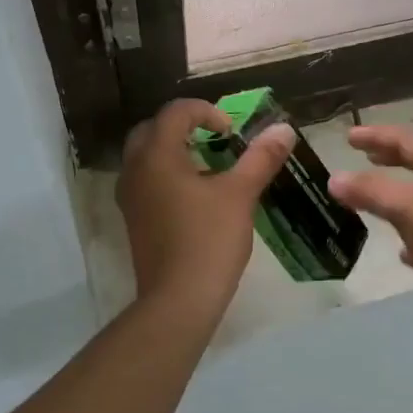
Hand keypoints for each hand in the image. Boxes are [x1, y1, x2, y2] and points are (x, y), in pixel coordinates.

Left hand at [116, 99, 295, 321]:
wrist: (178, 300)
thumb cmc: (208, 240)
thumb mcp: (240, 194)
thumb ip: (260, 157)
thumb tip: (284, 129)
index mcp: (157, 155)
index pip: (175, 112)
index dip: (205, 111)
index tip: (230, 132)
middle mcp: (135, 169)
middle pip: (153, 129)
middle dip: (183, 127)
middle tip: (214, 140)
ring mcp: (129, 196)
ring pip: (145, 156)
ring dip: (173, 150)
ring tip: (208, 166)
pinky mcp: (133, 219)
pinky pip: (145, 180)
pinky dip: (166, 174)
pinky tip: (194, 195)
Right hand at [329, 124, 412, 349]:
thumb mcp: (409, 210)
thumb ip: (371, 191)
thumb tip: (335, 178)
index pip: (408, 141)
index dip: (377, 136)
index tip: (349, 137)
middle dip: (392, 161)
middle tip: (365, 158)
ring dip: (403, 197)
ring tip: (378, 203)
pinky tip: (406, 253)